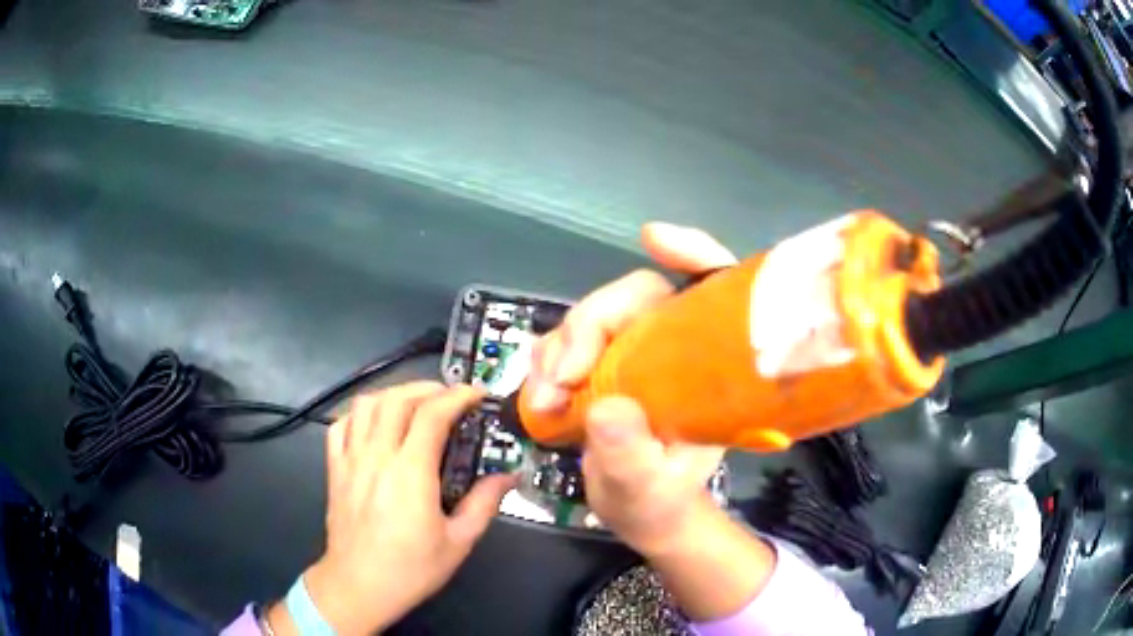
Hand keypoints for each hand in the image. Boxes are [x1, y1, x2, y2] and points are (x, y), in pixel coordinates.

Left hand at [268, 383, 516, 635]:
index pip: (432, 414)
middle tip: (450, 398)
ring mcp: (350, 460)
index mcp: (410, 473)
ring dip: (393, 394)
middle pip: (397, 399)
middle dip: (427, 389)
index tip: (476, 395)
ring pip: (366, 405)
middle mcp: (377, 457)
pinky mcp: (334, 469)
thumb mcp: (459, 542)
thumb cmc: (411, 569)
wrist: (359, 586)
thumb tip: (509, 476)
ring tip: (414, 405)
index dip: (457, 396)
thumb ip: (484, 503)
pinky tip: (375, 425)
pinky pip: (340, 426)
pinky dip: (359, 415)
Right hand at [524, 223, 736, 554]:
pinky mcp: (601, 367)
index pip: (713, 290)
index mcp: (707, 368)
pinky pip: (565, 342)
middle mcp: (672, 349)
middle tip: (563, 378)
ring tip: (544, 402)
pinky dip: (545, 361)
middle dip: (588, 326)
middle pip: (632, 299)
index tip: (653, 240)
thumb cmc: (659, 502)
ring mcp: (633, 355)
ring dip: (557, 349)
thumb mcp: (648, 489)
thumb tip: (605, 408)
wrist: (642, 515)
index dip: (693, 253)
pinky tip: (540, 397)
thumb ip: (630, 457)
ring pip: (590, 318)